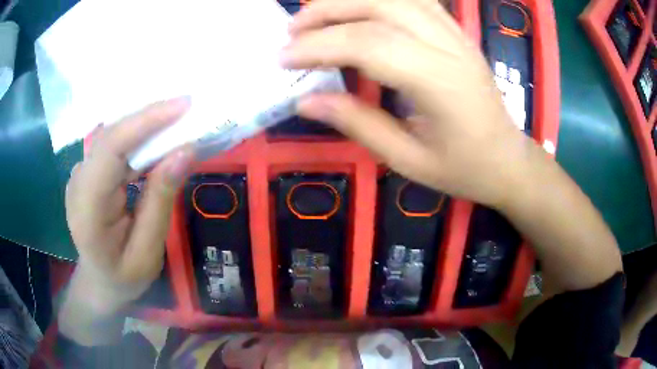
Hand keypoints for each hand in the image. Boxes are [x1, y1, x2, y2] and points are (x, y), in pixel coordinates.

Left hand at [64, 98, 193, 315]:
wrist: (99, 282)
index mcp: (87, 210)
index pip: (110, 149)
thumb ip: (161, 202)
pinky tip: (156, 138)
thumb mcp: (148, 252)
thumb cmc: (124, 277)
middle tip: (188, 108)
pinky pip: (113, 145)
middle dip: (149, 118)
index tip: (183, 105)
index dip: (144, 122)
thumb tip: (184, 151)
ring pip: (112, 136)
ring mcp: (80, 174)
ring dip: (145, 126)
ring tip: (178, 120)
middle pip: (111, 136)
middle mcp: (78, 183)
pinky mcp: (88, 171)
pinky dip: (137, 138)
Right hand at [282, 0, 621, 294]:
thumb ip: (357, 123)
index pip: (370, 44)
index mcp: (441, 82)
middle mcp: (450, 46)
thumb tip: (305, 100)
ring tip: (315, 16)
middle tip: (292, 30)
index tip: (283, 58)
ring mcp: (456, 33)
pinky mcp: (456, 31)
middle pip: (381, 5)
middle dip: (327, 11)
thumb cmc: (464, 168)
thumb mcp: (407, 160)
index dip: (320, 46)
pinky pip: (414, 0)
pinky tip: (356, 9)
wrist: (508, 159)